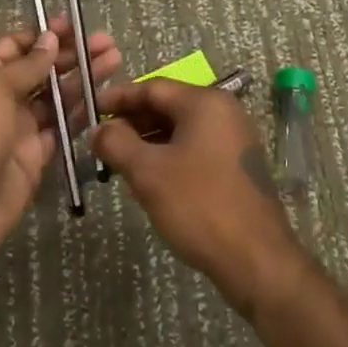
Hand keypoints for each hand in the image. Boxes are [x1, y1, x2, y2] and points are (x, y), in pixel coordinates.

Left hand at [0, 17, 122, 274]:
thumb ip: (28, 65)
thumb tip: (50, 38)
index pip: (16, 46)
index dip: (45, 35)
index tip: (76, 26)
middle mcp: (2, 98)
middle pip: (42, 69)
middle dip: (73, 54)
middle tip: (108, 43)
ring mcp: (20, 127)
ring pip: (57, 96)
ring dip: (84, 78)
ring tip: (116, 61)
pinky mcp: (36, 154)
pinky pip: (63, 128)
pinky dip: (83, 112)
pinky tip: (106, 98)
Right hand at [91, 79, 305, 315]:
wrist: (256, 259)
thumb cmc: (199, 205)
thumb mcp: (148, 173)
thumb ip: (117, 143)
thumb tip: (99, 129)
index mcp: (205, 103)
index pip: (153, 87)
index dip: (118, 98)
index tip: (90, 111)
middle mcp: (224, 112)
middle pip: (168, 106)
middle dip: (132, 122)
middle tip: (101, 142)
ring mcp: (234, 139)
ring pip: (181, 130)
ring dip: (148, 142)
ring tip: (118, 164)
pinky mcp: (236, 166)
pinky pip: (195, 149)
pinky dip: (169, 157)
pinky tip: (149, 181)